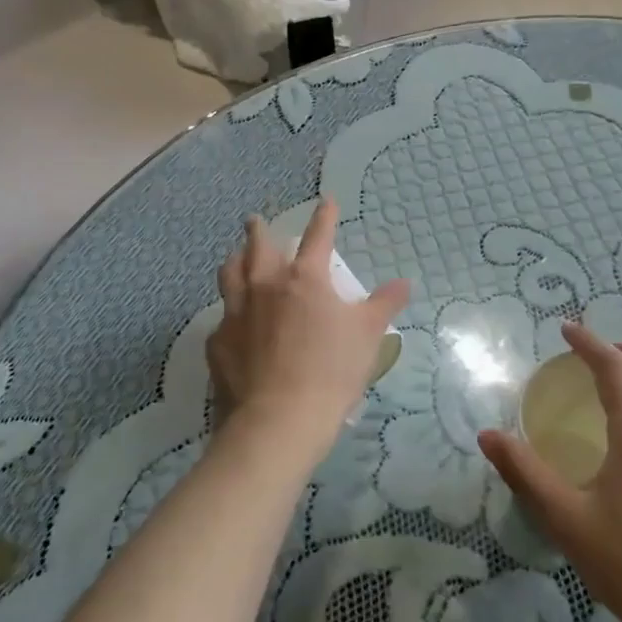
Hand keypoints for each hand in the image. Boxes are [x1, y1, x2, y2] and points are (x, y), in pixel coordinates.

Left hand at [207, 199, 409, 470]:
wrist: (278, 420)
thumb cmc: (331, 371)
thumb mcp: (368, 336)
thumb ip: (384, 305)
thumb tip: (404, 283)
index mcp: (304, 280)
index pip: (317, 237)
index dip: (324, 218)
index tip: (326, 202)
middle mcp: (265, 287)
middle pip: (257, 248)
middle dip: (258, 230)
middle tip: (255, 220)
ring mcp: (236, 313)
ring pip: (230, 275)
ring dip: (235, 261)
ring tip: (236, 257)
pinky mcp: (218, 343)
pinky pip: (223, 318)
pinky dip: (230, 313)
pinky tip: (233, 324)